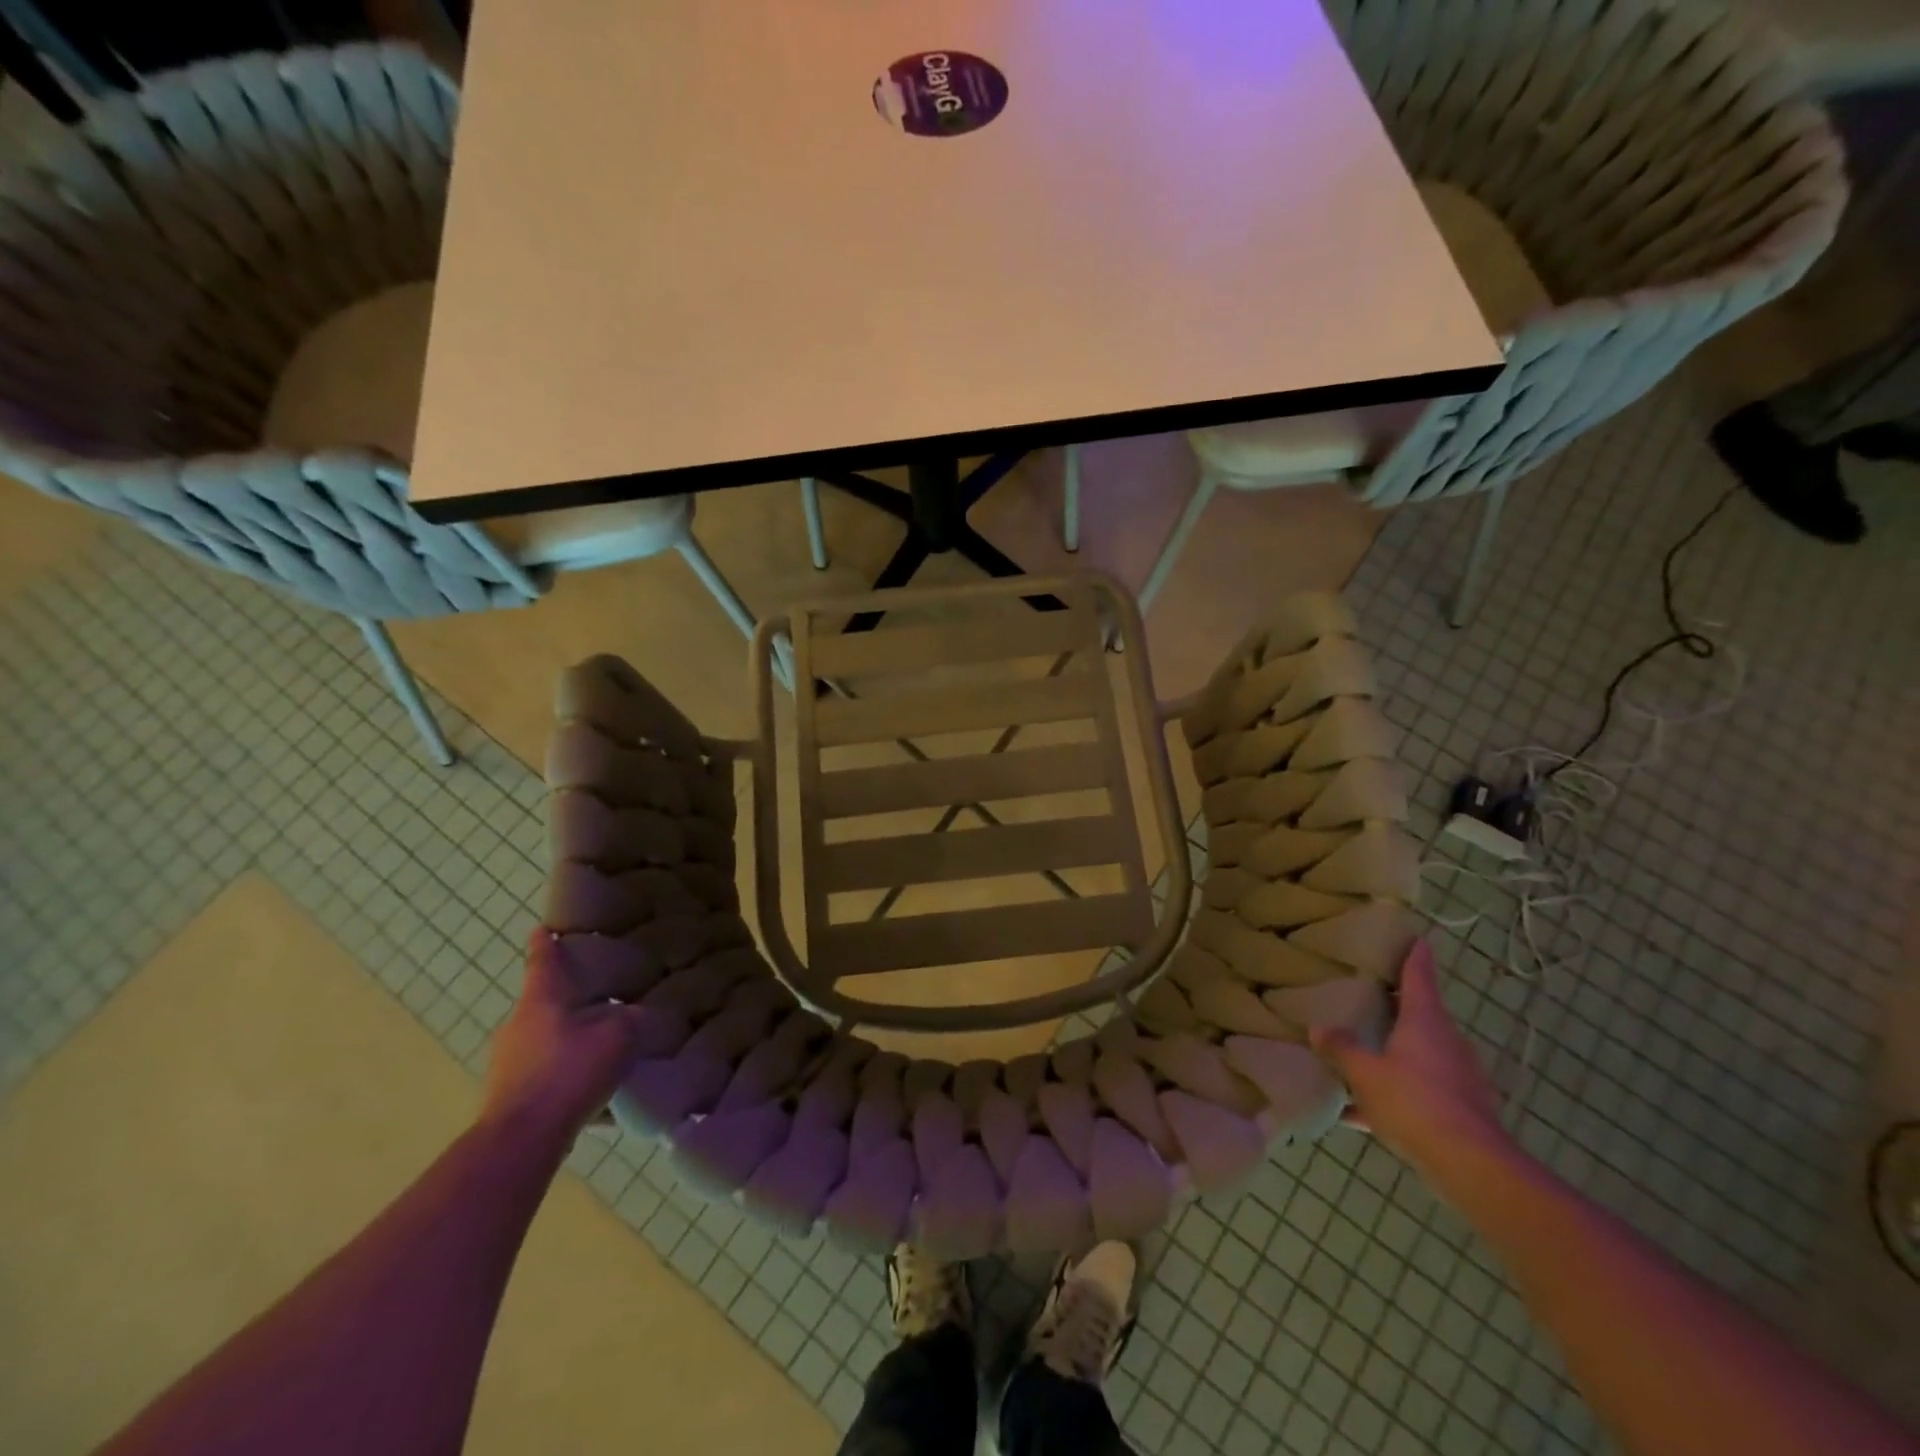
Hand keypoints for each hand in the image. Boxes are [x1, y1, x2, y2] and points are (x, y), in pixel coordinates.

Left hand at [479, 930, 642, 1151]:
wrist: (521, 1140)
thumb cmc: (569, 1072)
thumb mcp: (618, 1036)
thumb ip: (632, 1018)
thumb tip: (637, 1012)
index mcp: (540, 1000)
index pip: (542, 961)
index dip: (544, 943)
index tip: (542, 929)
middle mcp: (516, 1024)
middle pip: (542, 1001)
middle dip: (566, 998)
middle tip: (595, 996)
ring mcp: (507, 1061)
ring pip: (542, 1036)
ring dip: (566, 1036)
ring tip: (597, 1045)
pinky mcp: (508, 1093)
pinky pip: (541, 1069)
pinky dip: (561, 1068)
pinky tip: (586, 1084)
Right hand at [1311, 939, 1511, 1173]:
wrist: (1471, 1165)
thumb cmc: (1415, 1101)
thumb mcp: (1365, 1073)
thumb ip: (1342, 1049)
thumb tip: (1318, 1029)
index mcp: (1425, 1021)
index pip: (1419, 977)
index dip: (1415, 957)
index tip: (1416, 939)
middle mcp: (1447, 1042)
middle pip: (1422, 1015)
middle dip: (1398, 1008)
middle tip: (1369, 998)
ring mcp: (1459, 1077)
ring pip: (1421, 1055)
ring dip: (1396, 1052)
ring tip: (1362, 1055)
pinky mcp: (1461, 1110)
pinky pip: (1421, 1091)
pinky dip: (1396, 1093)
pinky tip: (1360, 1113)